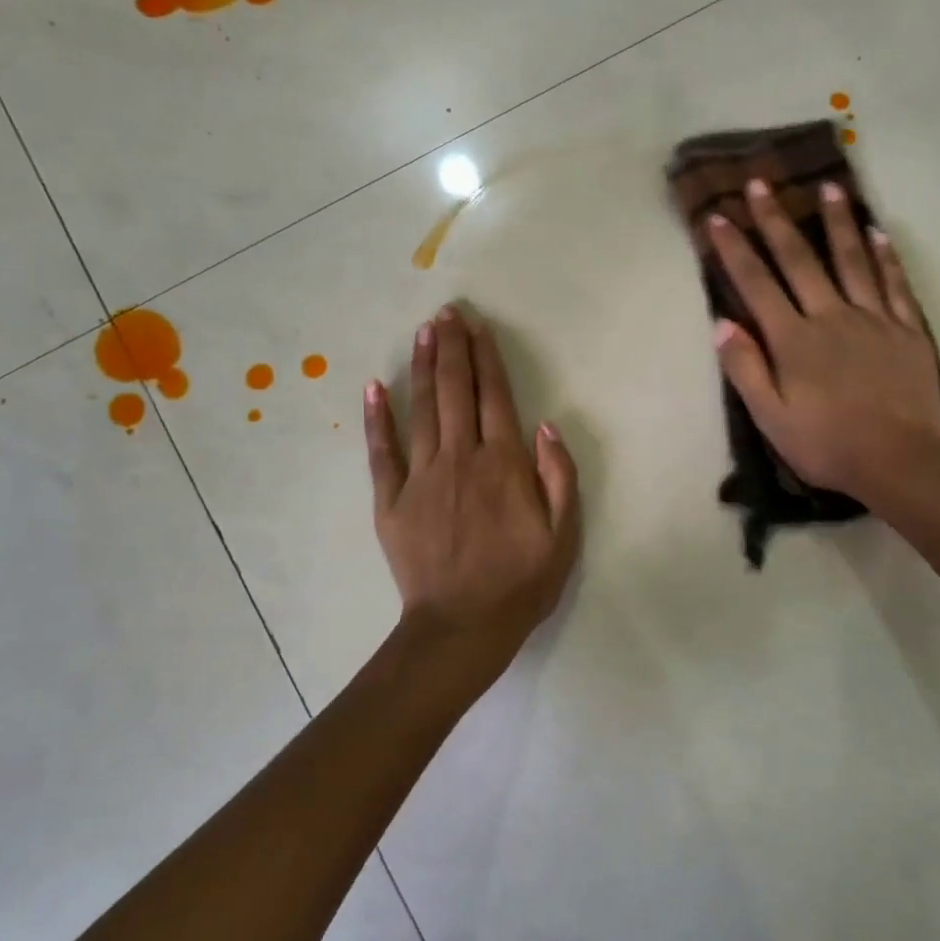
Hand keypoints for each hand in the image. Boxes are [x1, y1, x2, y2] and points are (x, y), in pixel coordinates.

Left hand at [366, 306, 580, 674]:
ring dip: (422, 368)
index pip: (495, 397)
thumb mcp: (565, 535)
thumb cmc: (521, 582)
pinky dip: (378, 418)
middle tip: (446, 313)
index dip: (486, 358)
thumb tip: (546, 424)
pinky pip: (382, 452)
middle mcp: (461, 458)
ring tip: (422, 333)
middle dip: (451, 348)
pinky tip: (374, 387)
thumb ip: (559, 475)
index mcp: (504, 464)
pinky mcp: (391, 500)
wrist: (464, 626)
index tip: (477, 326)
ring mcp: (421, 477)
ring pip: (422, 410)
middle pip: (455, 391)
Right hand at [708, 179, 939, 511]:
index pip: (757, 285)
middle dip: (776, 220)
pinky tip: (878, 232)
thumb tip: (723, 324)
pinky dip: (885, 257)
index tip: (718, 217)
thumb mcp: (771, 418)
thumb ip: (745, 369)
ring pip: (852, 261)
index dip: (735, 250)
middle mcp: (831, 317)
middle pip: (800, 260)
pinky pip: (895, 285)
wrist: (900, 461)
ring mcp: (874, 319)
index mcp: (794, 340)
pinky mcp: (907, 331)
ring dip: (837, 223)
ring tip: (829, 188)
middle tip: (761, 183)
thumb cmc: (827, 445)